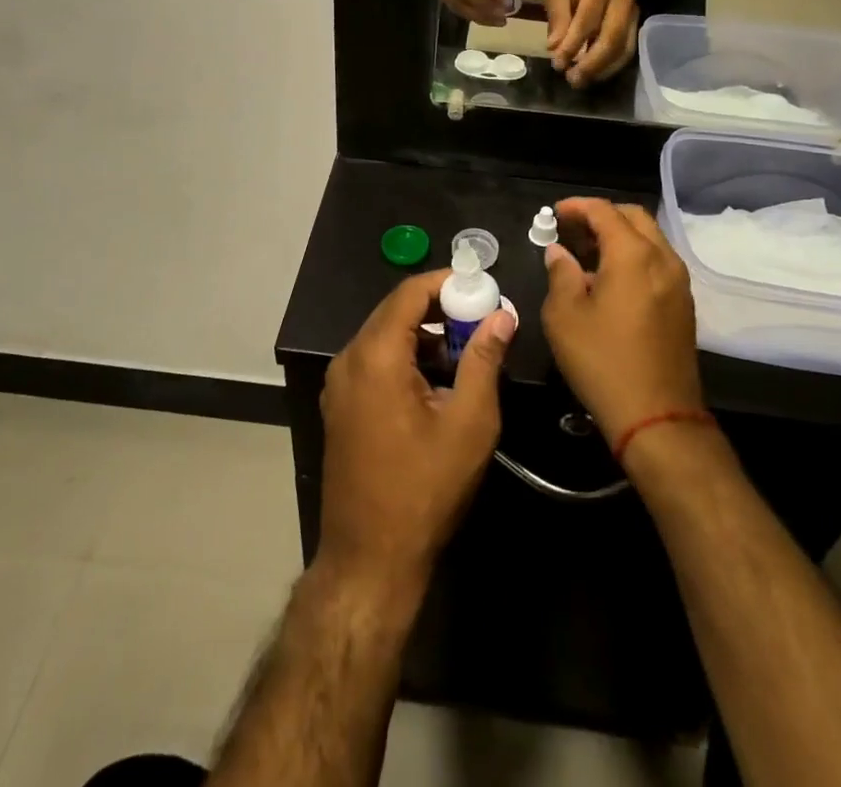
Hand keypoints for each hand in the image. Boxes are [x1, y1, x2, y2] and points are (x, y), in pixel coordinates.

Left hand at [317, 269, 516, 596]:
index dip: (446, 282)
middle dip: (438, 308)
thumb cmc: (424, 488)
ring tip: (466, 350)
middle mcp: (349, 359)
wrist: (370, 558)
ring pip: (384, 336)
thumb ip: (484, 360)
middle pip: (395, 311)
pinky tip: (436, 380)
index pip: (409, 293)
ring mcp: (339, 383)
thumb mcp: (469, 422)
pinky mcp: (340, 405)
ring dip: (424, 334)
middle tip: (480, 317)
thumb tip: (502, 315)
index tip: (481, 286)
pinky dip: (406, 356)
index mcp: (376, 355)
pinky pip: (374, 361)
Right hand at [541, 198, 703, 446]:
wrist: (657, 416)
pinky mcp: (684, 304)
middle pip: (633, 217)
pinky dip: (634, 256)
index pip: (604, 211)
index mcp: (633, 255)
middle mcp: (663, 258)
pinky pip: (658, 262)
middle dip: (601, 216)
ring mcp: (679, 282)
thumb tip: (559, 253)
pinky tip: (610, 280)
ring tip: (586, 254)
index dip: (576, 206)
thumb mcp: (564, 315)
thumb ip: (560, 273)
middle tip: (571, 231)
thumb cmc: (603, 361)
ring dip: (619, 236)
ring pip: (649, 239)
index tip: (554, 214)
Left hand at [545, 0, 637, 86]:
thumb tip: (554, 47)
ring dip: (602, 69)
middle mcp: (623, 0)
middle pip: (612, 37)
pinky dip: (610, 67)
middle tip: (572, 79)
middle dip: (591, 63)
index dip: (572, 45)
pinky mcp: (637, 27)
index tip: (557, 64)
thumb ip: (557, 15)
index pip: (587, 20)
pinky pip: (627, 52)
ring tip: (580, 81)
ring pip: (623, 48)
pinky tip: (594, 75)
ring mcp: (633, 15)